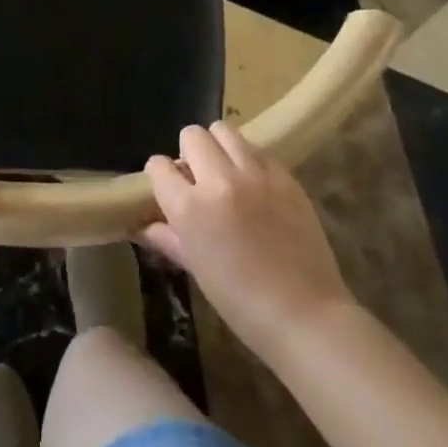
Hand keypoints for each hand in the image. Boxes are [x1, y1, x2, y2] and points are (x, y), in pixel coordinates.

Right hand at [140, 122, 351, 360]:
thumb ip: (168, 238)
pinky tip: (255, 184)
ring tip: (227, 172)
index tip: (169, 188)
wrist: (305, 316)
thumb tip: (142, 226)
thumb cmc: (242, 303)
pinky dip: (249, 159)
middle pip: (192, 136)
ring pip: (224, 130)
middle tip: (199, 179)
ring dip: (218, 147)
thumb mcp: (197, 269)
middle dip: (189, 154)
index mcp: (190, 208)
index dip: (160, 176)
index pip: (158, 166)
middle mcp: (219, 180)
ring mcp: (255, 174)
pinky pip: (257, 148)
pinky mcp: (284, 175)